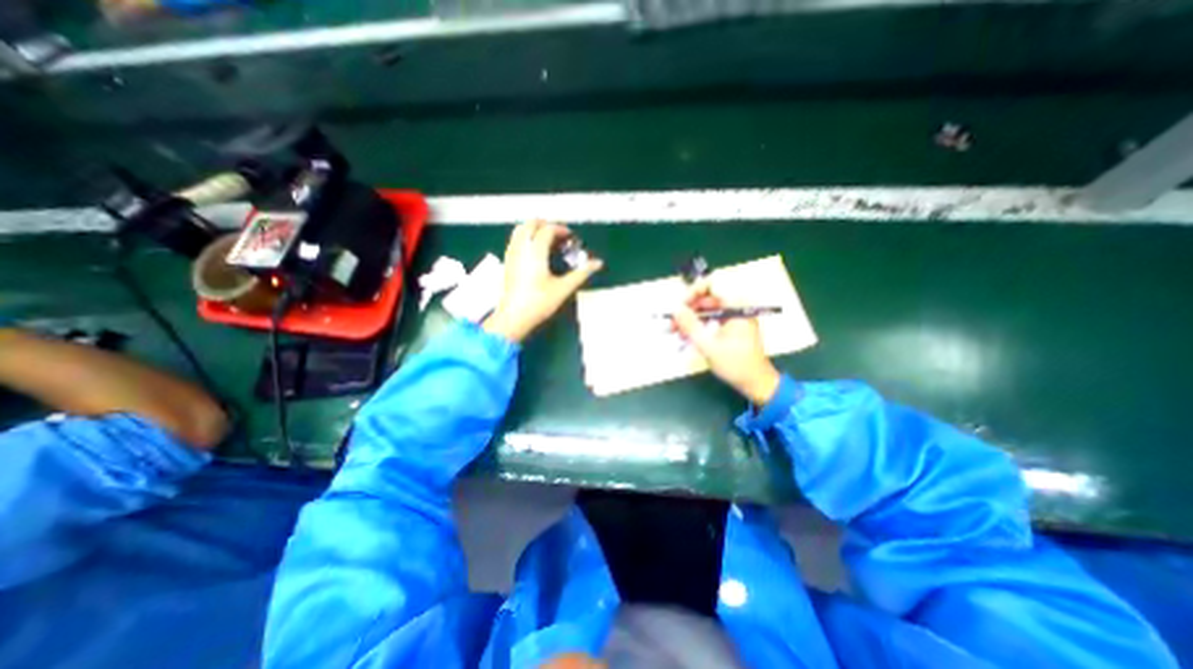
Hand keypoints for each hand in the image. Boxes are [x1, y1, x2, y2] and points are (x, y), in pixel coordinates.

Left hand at [480, 219, 600, 342]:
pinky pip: (515, 239)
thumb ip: (581, 273)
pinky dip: (525, 236)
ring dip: (534, 228)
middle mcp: (521, 248)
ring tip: (547, 240)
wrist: (514, 317)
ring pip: (520, 230)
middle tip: (559, 235)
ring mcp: (511, 254)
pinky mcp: (507, 262)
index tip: (571, 237)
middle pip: (531, 224)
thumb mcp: (563, 288)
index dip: (560, 229)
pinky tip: (534, 250)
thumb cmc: (539, 303)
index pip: (547, 230)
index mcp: (535, 251)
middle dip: (546, 225)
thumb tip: (598, 263)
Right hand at [669, 280, 783, 404]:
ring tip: (673, 331)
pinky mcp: (730, 326)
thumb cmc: (736, 364)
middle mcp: (736, 307)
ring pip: (705, 309)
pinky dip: (697, 326)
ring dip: (689, 319)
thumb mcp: (709, 345)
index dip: (693, 291)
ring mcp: (733, 317)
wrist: (756, 383)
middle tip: (671, 322)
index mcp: (736, 306)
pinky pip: (710, 319)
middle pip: (706, 297)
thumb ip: (690, 325)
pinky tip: (683, 336)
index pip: (713, 284)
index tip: (680, 306)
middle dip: (687, 309)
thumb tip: (675, 309)